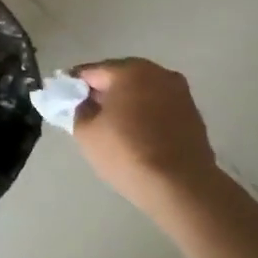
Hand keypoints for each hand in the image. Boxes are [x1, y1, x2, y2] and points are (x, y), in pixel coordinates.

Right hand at [72, 58, 217, 211]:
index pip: (92, 71)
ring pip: (142, 92)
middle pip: (120, 78)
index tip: (64, 99)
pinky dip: (147, 116)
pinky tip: (139, 137)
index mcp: (130, 70)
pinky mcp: (193, 114)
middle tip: (88, 114)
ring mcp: (180, 93)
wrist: (183, 188)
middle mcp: (158, 72)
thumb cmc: (128, 153)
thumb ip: (79, 108)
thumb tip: (85, 102)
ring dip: (127, 104)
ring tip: (114, 128)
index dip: (74, 85)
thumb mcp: (86, 132)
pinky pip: (159, 108)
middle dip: (103, 92)